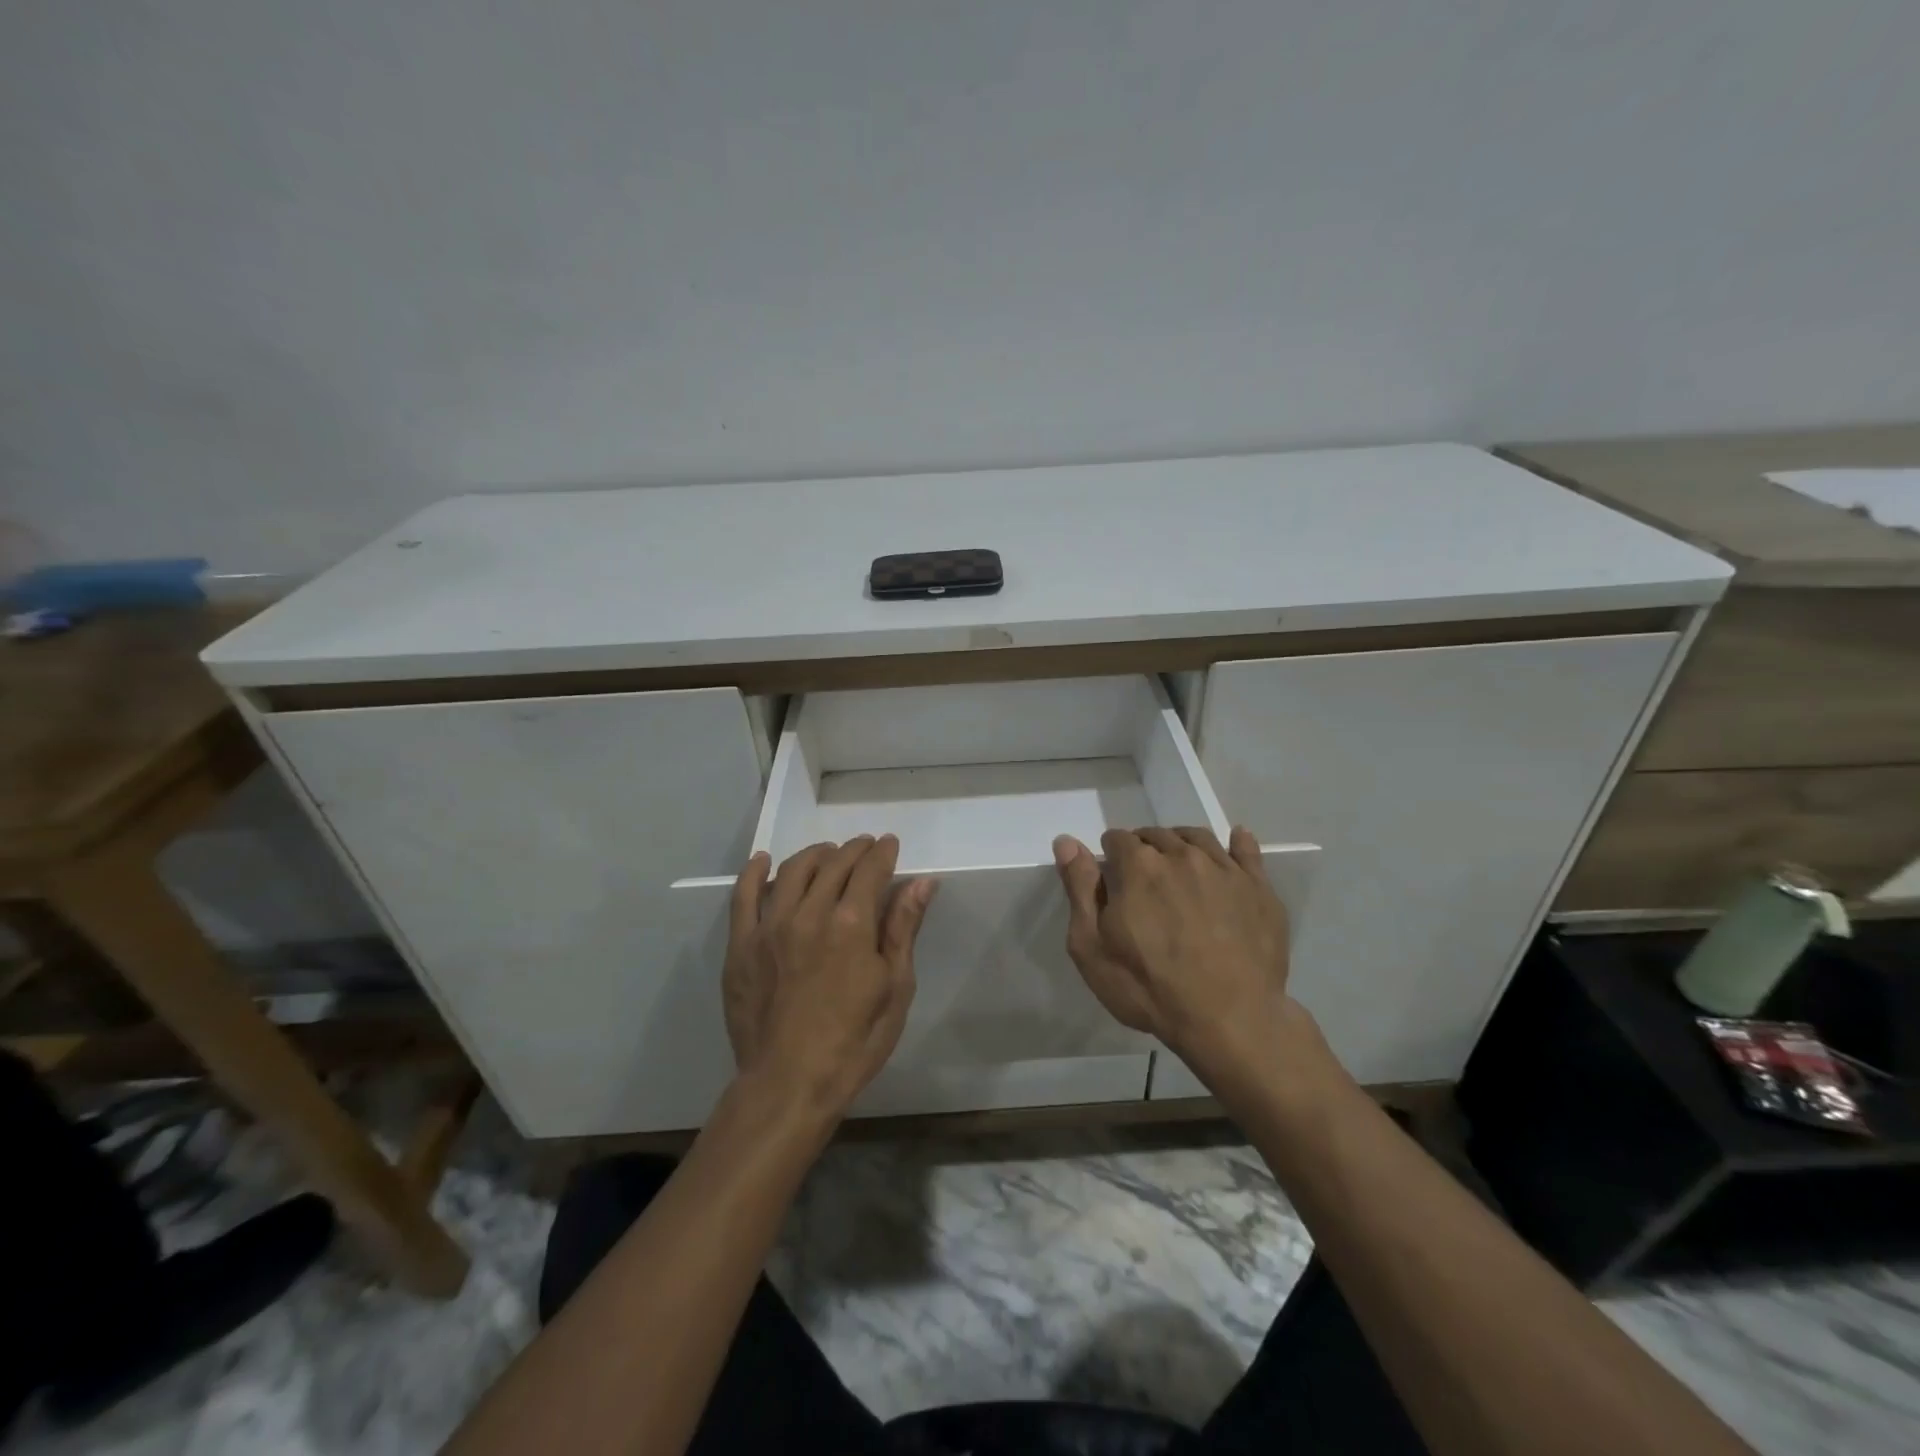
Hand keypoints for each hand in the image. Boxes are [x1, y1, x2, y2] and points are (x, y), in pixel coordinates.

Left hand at [723, 835, 936, 1122]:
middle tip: (865, 848)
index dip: (883, 852)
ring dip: (815, 854)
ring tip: (828, 854)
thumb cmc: (854, 1042)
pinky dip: (755, 872)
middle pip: (834, 864)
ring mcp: (770, 926)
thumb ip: (903, 929)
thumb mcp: (895, 988)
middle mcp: (810, 913)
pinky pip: (744, 896)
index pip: (870, 869)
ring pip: (793, 870)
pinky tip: (763, 861)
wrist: (788, 1084)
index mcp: (852, 924)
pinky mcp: (741, 944)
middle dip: (854, 849)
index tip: (889, 845)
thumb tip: (923, 882)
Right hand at [1053, 826, 1320, 1098]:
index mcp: (1138, 866)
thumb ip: (1079, 888)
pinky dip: (1237, 842)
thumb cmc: (1148, 987)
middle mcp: (1181, 855)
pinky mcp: (1258, 888)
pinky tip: (1235, 841)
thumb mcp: (1091, 946)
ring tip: (1177, 866)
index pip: (1117, 839)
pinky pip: (1246, 851)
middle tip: (1143, 882)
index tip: (1112, 880)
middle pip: (1156, 836)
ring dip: (1181, 845)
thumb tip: (1067, 842)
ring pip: (1196, 838)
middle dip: (1145, 850)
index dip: (1111, 856)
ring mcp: (1224, 869)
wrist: (1229, 1019)